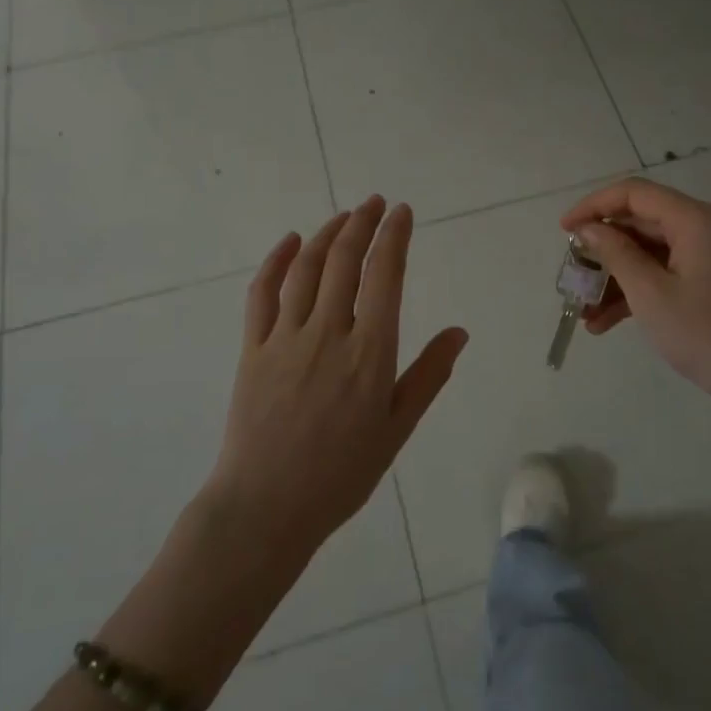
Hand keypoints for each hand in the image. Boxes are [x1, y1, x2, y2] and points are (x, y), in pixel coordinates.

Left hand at [206, 196, 466, 561]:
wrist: (265, 508)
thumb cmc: (341, 474)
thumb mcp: (397, 429)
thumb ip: (428, 376)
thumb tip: (458, 331)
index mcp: (370, 353)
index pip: (385, 276)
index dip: (394, 237)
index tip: (402, 212)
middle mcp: (328, 333)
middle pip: (346, 261)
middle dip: (363, 223)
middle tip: (375, 202)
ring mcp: (285, 337)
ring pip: (307, 268)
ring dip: (327, 234)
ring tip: (344, 216)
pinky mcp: (252, 349)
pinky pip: (262, 293)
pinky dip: (276, 261)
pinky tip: (290, 241)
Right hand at [561, 178, 710, 425]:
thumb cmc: (704, 333)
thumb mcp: (650, 293)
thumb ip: (615, 253)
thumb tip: (587, 228)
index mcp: (695, 220)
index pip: (635, 193)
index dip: (594, 206)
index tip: (563, 230)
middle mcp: (706, 228)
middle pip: (643, 222)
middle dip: (603, 248)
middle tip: (573, 272)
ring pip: (651, 253)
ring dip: (617, 277)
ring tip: (584, 310)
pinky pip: (667, 273)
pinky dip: (639, 291)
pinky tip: (607, 323)